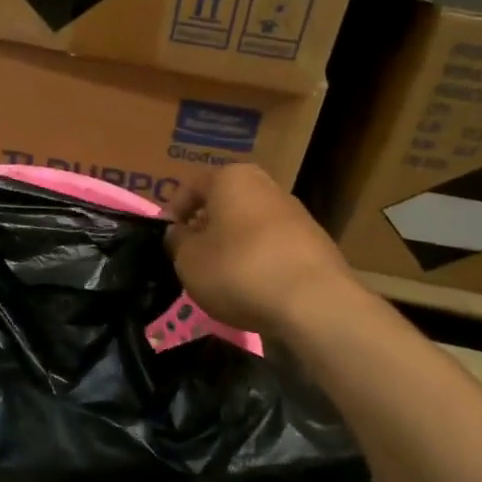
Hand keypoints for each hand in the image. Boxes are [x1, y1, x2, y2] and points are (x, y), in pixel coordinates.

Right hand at [165, 164, 353, 337]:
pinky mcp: (315, 243)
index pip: (191, 186)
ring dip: (232, 244)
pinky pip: (273, 246)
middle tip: (191, 255)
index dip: (173, 211)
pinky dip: (258, 260)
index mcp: (232, 178)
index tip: (166, 238)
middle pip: (224, 203)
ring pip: (250, 224)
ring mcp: (295, 213)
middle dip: (206, 226)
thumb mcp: (189, 259)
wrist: (314, 303)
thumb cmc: (238, 270)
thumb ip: (177, 241)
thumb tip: (179, 233)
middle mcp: (266, 186)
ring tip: (221, 276)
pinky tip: (253, 287)